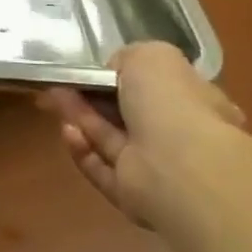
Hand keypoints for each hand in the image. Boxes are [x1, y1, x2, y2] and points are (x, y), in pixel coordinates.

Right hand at [37, 42, 245, 223]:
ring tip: (54, 99)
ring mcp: (156, 169)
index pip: (159, 88)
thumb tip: (114, 72)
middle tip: (63, 84)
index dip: (124, 77)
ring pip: (111, 140)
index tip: (93, 70)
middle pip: (128, 115)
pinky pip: (101, 168)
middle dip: (94, 99)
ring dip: (81, 118)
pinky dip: (82, 150)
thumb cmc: (172, 103)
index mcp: (197, 102)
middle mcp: (180, 137)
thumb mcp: (151, 56)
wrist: (178, 166)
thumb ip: (129, 58)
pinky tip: (68, 131)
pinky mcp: (132, 195)